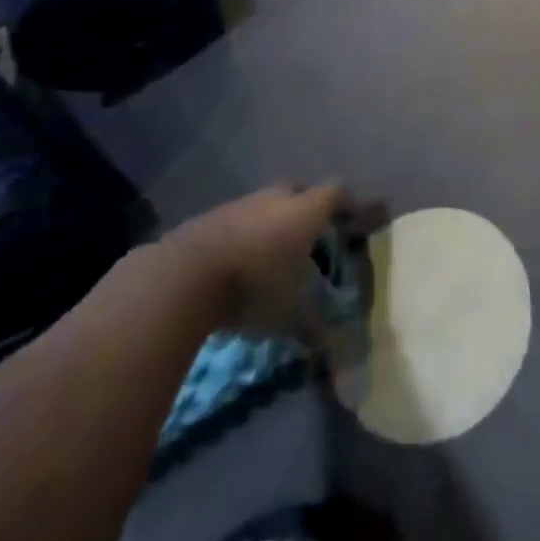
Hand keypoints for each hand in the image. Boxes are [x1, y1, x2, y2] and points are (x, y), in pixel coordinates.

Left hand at [165, 185, 376, 339]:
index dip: (350, 206)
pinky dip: (243, 236)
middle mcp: (277, 198)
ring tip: (273, 253)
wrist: (183, 277)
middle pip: (301, 192)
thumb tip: (332, 348)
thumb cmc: (254, 286)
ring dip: (272, 222)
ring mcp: (240, 204)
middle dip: (309, 209)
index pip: (339, 194)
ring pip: (266, 205)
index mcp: (307, 210)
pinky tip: (238, 262)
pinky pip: (237, 221)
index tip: (356, 221)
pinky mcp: (208, 218)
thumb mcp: (291, 314)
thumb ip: (315, 327)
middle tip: (314, 235)